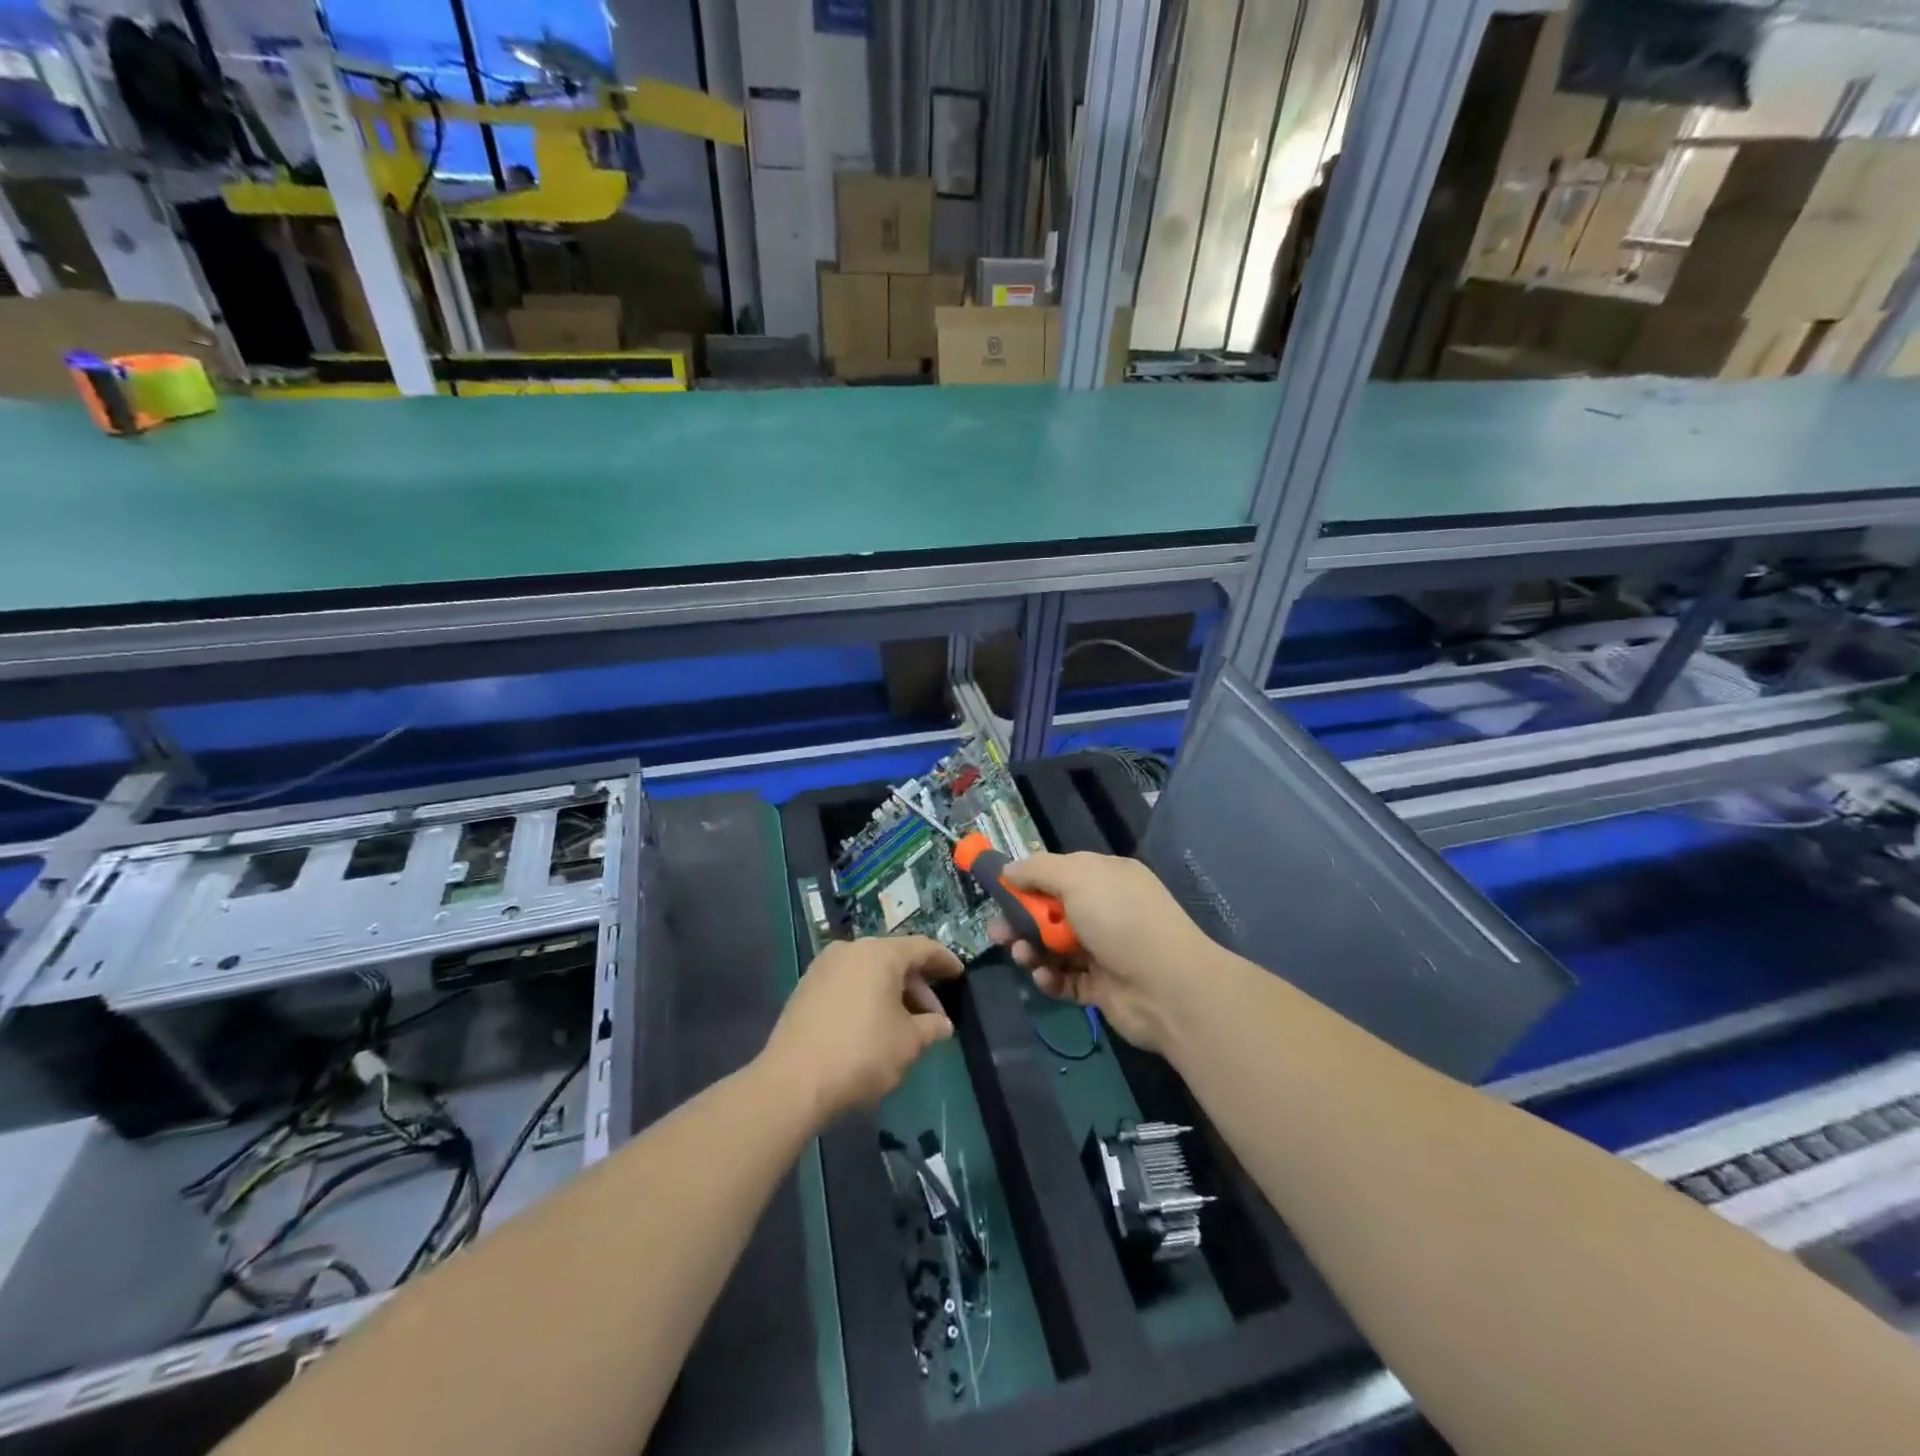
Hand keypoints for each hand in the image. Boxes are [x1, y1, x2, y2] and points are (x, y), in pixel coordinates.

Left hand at [761, 935, 963, 1122]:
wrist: (793, 1082)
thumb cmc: (861, 1054)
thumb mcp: (908, 1043)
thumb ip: (931, 1028)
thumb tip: (942, 1025)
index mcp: (880, 953)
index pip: (922, 947)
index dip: (944, 961)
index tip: (959, 974)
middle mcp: (851, 949)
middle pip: (894, 959)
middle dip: (917, 987)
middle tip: (933, 1018)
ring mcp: (823, 967)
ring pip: (869, 972)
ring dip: (891, 994)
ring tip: (904, 1026)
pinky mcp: (806, 988)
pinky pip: (848, 983)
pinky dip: (867, 997)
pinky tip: (873, 1026)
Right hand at [990, 852, 1221, 1053]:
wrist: (1169, 988)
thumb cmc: (1121, 920)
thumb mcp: (1077, 878)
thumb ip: (1038, 870)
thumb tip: (1007, 868)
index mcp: (1106, 878)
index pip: (1059, 873)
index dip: (1027, 881)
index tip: (998, 892)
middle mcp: (1106, 910)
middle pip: (1051, 912)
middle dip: (1021, 920)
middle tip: (997, 933)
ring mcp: (1105, 950)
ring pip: (1054, 947)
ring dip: (1031, 950)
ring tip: (1022, 957)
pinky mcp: (1101, 987)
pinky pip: (1066, 980)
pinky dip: (1050, 978)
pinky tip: (1044, 978)